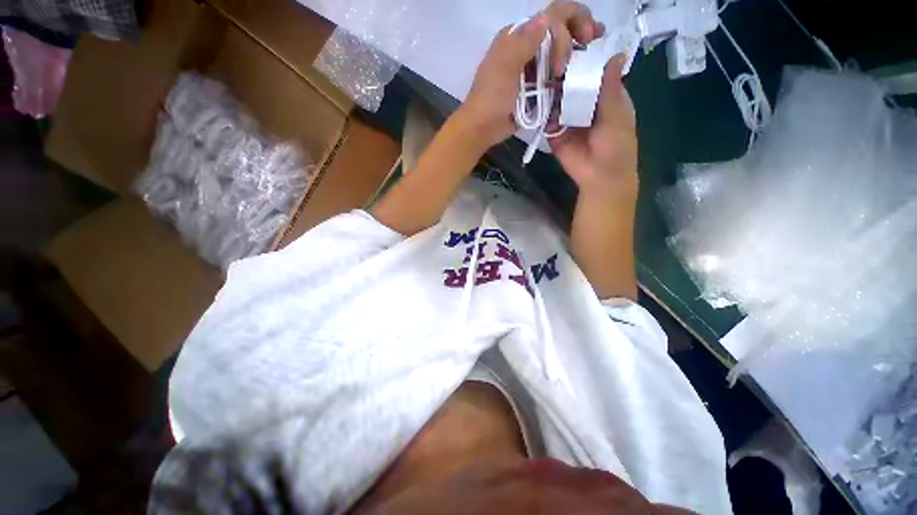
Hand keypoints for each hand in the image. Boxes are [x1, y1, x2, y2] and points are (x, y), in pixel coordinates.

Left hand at [458, 2, 603, 149]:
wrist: (482, 127)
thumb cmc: (491, 98)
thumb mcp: (504, 67)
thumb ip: (525, 42)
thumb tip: (546, 18)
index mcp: (518, 36)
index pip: (551, 16)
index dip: (571, 22)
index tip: (579, 46)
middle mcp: (527, 47)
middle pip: (559, 29)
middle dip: (579, 29)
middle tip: (594, 39)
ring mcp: (532, 68)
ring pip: (559, 51)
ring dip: (577, 51)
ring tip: (591, 56)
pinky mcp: (535, 87)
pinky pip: (555, 75)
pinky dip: (568, 74)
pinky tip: (578, 76)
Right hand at [549, 54, 637, 194]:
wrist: (598, 176)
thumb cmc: (615, 145)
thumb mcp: (616, 114)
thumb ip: (611, 87)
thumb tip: (616, 54)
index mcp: (605, 97)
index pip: (593, 73)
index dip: (583, 60)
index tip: (569, 43)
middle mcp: (584, 104)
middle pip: (572, 85)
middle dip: (562, 75)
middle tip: (547, 58)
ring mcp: (568, 118)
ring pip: (557, 100)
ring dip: (549, 91)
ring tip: (536, 75)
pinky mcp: (554, 133)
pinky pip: (547, 120)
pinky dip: (541, 111)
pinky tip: (532, 98)